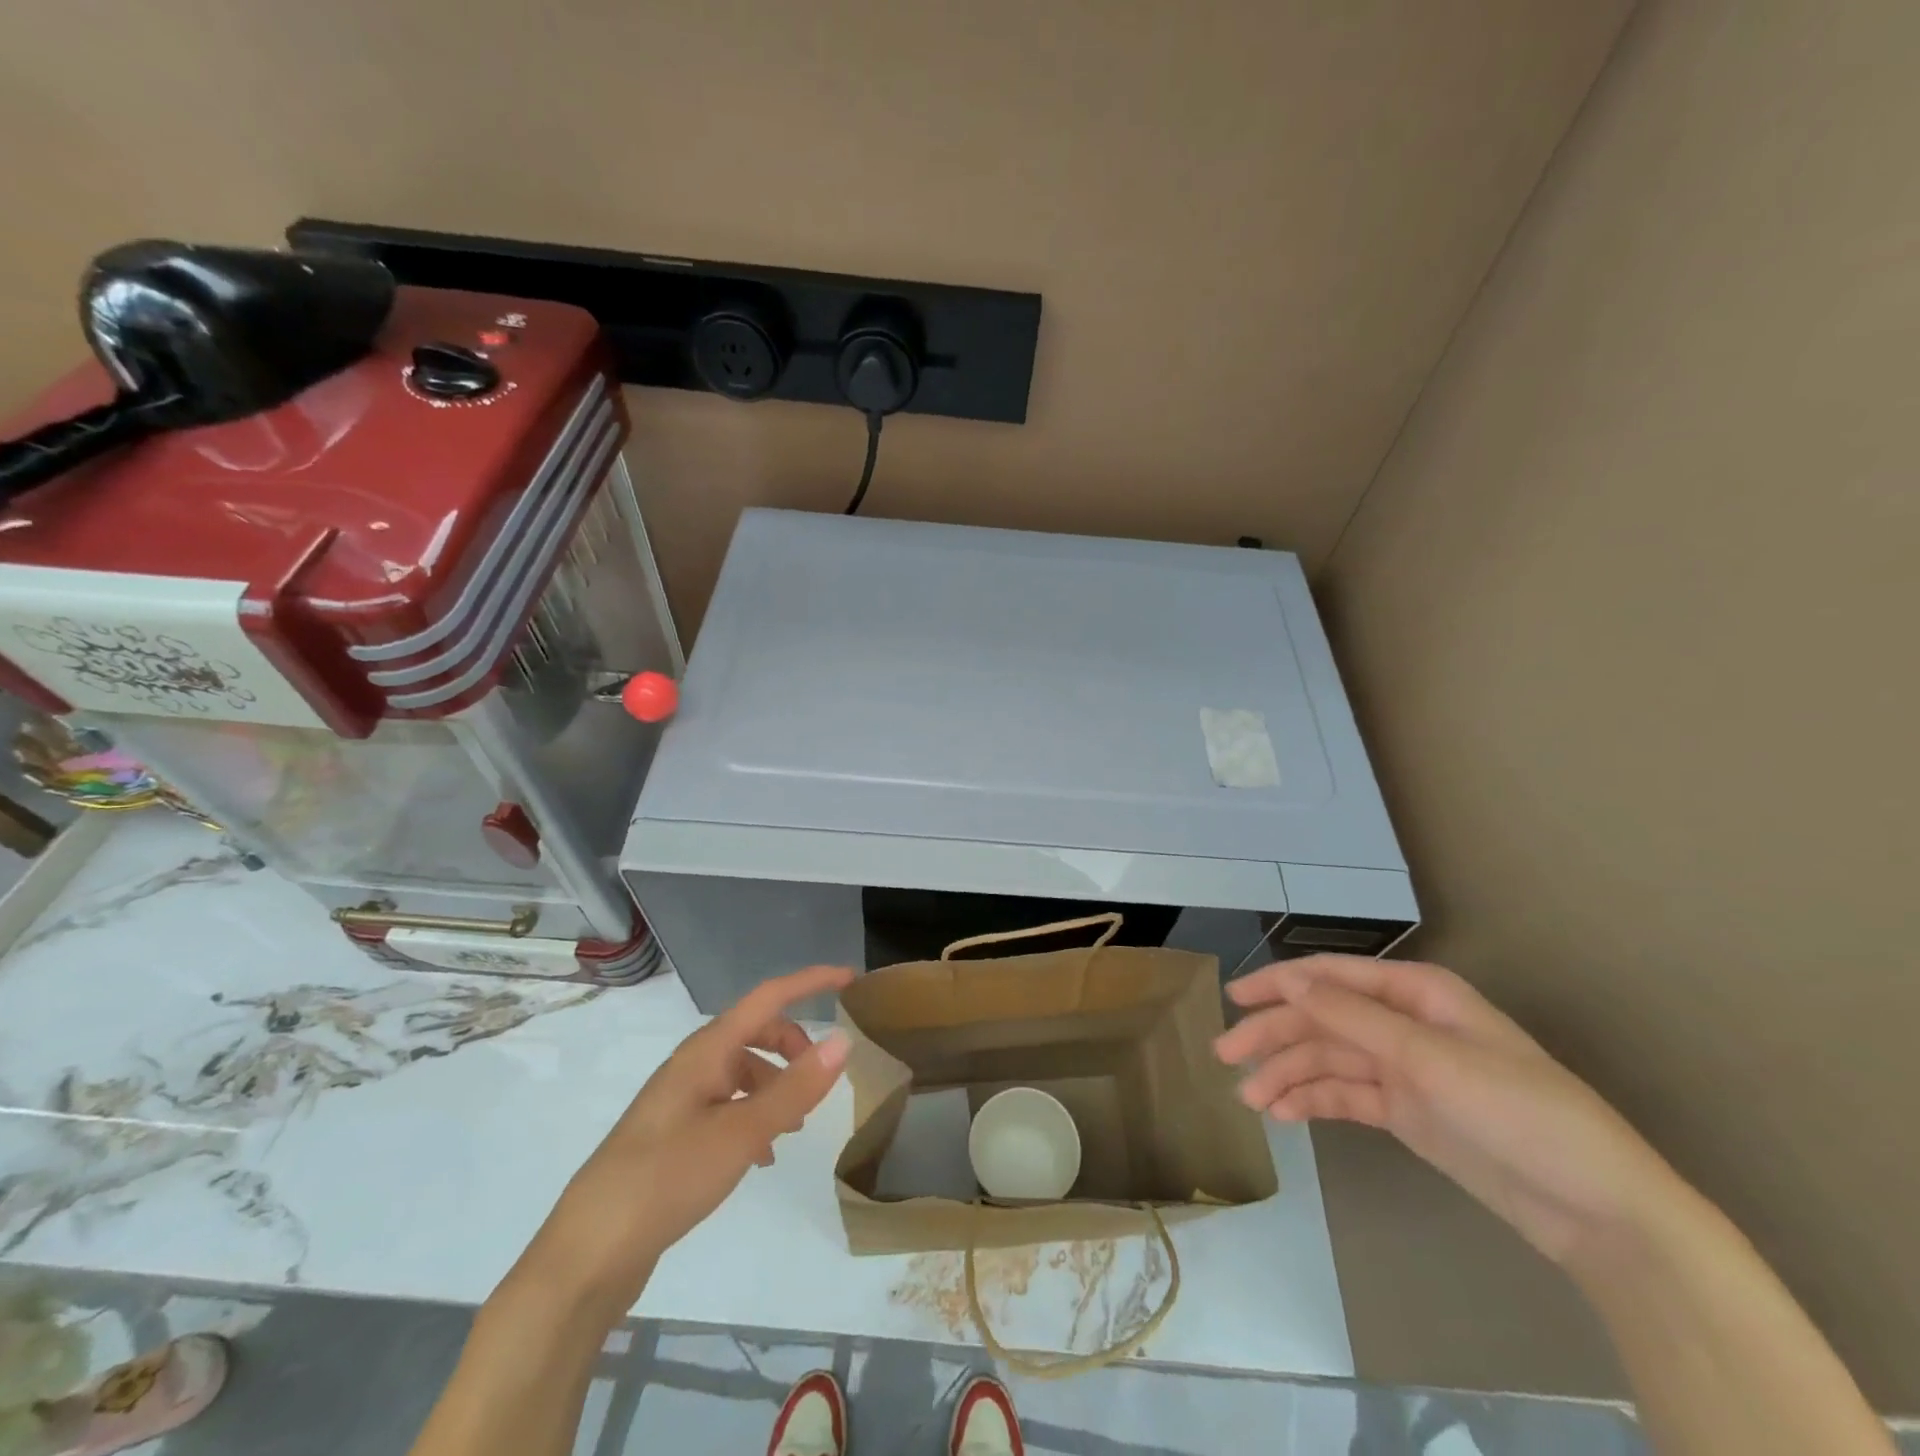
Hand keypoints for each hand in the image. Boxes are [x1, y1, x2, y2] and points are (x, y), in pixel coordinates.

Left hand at [519, 965, 854, 1318]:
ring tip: (794, 1127)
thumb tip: (843, 1040)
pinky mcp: (675, 1133)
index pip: (768, 996)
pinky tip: (763, 1155)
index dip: (811, 981)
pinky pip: (728, 1104)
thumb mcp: (742, 1133)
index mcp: (707, 1050)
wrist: (589, 1253)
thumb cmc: (667, 1178)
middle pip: (756, 1031)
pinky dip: (755, 1115)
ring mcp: (681, 1099)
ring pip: (743, 1070)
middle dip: (794, 1046)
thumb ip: (795, 1087)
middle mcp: (693, 1064)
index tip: (851, 979)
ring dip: (776, 1085)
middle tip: (820, 1079)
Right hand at [1214, 955, 1679, 1271]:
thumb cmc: (1522, 1114)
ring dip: (1286, 1074)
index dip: (1280, 984)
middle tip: (1225, 1055)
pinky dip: (1311, 1101)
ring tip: (1250, 1099)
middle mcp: (1403, 1023)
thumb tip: (1290, 982)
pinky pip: (1344, 1095)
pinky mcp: (1405, 1111)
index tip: (1234, 998)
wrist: (1599, 1212)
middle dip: (1273, 1035)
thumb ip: (1355, 1018)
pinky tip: (1282, 1113)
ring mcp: (1403, 1069)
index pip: (1331, 977)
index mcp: (1416, 994)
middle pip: (1322, 1019)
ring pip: (1327, 1059)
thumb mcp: (1433, 1059)